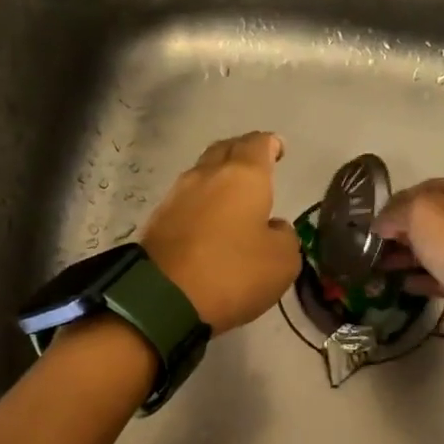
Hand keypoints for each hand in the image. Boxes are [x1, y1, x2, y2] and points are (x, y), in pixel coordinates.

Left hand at [143, 132, 300, 334]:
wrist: (163, 299)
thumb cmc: (232, 273)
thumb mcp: (283, 262)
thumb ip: (285, 237)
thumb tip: (273, 228)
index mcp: (243, 176)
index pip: (259, 144)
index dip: (272, 145)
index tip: (279, 150)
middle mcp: (207, 175)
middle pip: (226, 150)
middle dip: (243, 153)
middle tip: (257, 166)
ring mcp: (177, 195)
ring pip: (203, 174)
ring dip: (219, 179)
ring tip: (234, 196)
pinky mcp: (158, 220)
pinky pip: (187, 200)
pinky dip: (202, 203)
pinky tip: (211, 222)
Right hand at [374, 177, 443, 288]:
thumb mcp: (418, 210)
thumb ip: (394, 212)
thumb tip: (380, 224)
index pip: (430, 188)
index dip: (400, 201)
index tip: (378, 218)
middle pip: (432, 220)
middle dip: (402, 231)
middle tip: (377, 243)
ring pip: (434, 249)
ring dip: (407, 256)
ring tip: (381, 265)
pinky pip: (439, 276)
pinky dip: (419, 278)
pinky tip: (400, 282)